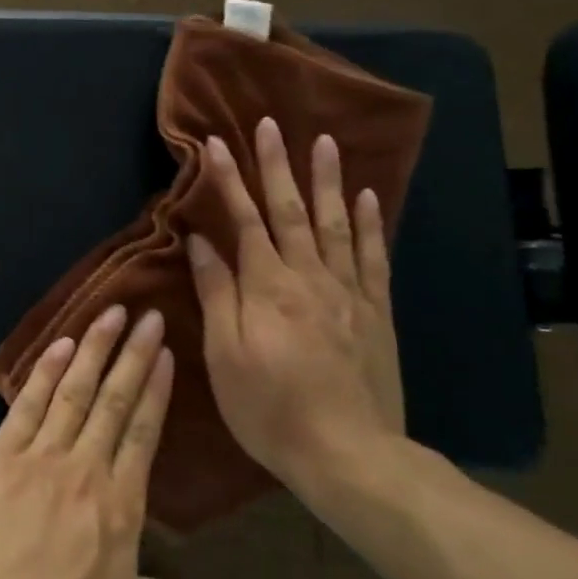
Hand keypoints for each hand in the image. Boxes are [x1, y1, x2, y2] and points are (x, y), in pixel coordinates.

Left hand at [0, 305, 188, 578]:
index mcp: (123, 511)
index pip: (144, 434)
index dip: (156, 391)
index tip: (165, 355)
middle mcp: (87, 472)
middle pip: (115, 401)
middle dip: (133, 355)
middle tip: (147, 315)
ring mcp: (40, 459)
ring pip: (75, 391)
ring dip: (95, 349)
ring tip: (111, 313)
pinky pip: (27, 404)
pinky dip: (45, 371)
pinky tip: (61, 344)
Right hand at [187, 118, 406, 500]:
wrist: (350, 456)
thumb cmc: (269, 408)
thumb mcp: (224, 355)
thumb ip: (216, 293)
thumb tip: (201, 241)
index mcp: (266, 287)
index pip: (244, 220)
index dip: (228, 180)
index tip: (215, 143)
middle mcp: (309, 277)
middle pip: (291, 210)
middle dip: (277, 164)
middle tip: (271, 123)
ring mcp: (348, 292)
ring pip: (336, 223)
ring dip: (327, 179)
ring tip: (323, 141)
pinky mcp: (376, 312)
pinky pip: (373, 257)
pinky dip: (370, 224)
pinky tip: (367, 196)